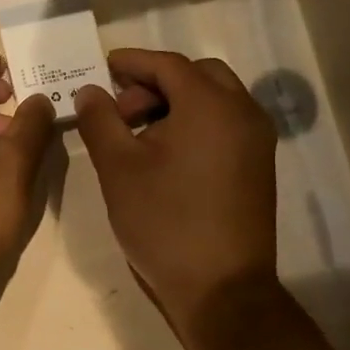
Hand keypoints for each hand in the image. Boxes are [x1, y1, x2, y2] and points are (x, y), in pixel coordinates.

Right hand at [73, 48, 278, 336]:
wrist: (220, 288)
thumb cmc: (164, 222)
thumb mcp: (118, 168)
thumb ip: (100, 120)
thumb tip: (90, 91)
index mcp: (210, 105)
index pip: (168, 64)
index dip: (132, 62)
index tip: (103, 68)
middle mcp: (242, 112)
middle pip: (197, 75)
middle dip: (156, 82)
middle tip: (121, 109)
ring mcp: (256, 140)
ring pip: (215, 99)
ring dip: (176, 102)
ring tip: (139, 135)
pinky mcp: (258, 165)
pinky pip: (226, 124)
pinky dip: (196, 123)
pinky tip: (167, 154)